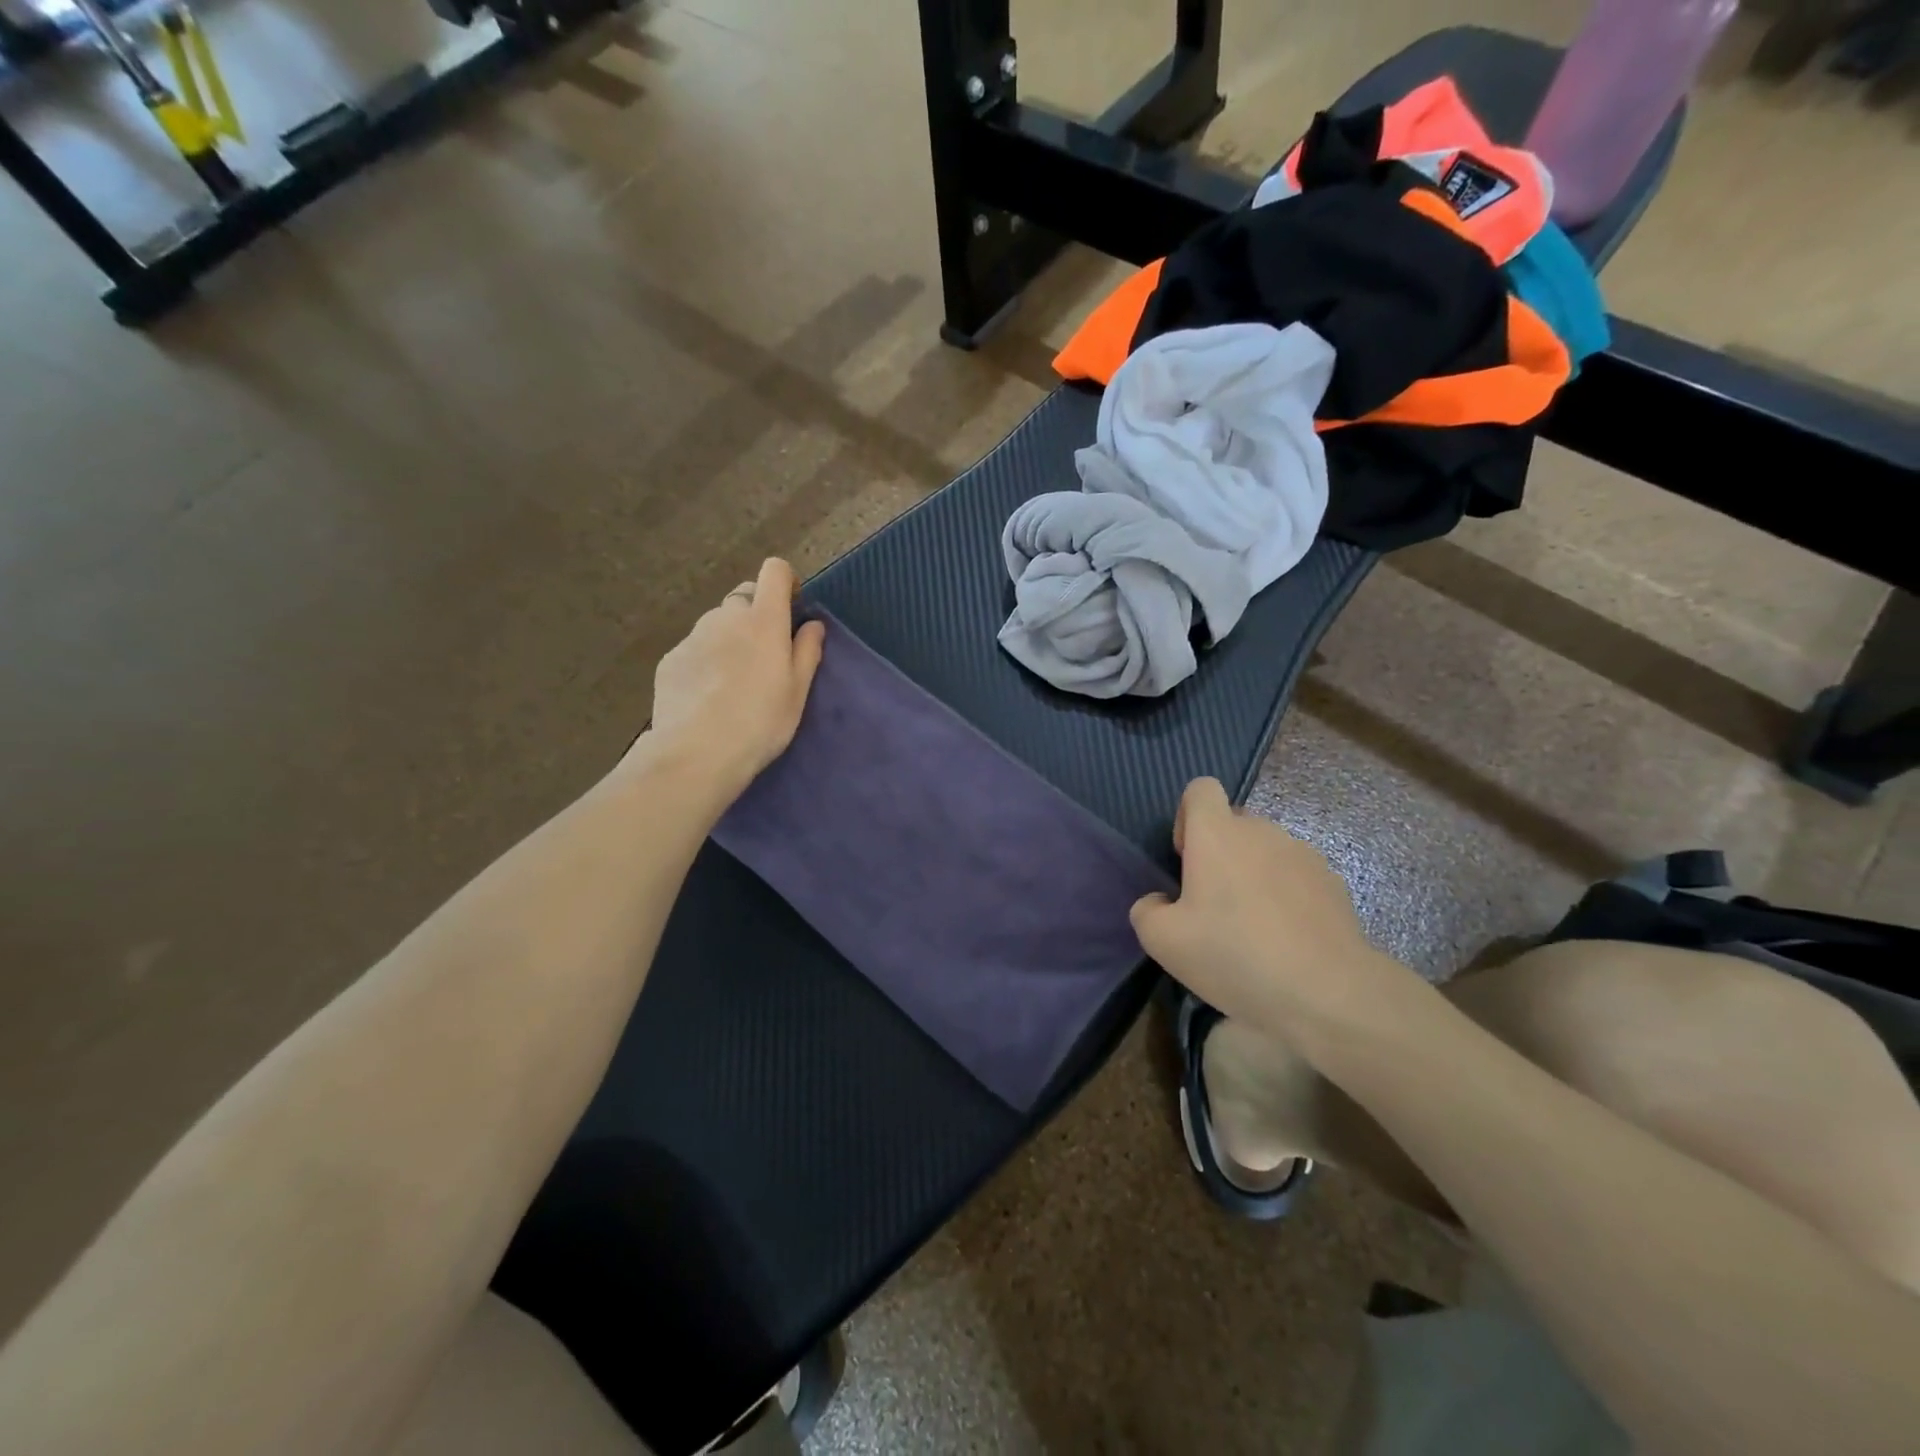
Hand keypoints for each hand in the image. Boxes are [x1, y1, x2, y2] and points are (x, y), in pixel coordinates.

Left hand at [643, 559, 825, 797]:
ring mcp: (693, 637)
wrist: (697, 753)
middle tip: (765, 654)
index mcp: (763, 621)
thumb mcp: (797, 691)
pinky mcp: (671, 659)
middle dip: (756, 614)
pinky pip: (695, 648)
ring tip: (734, 680)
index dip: (784, 581)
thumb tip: (813, 625)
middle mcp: (725, 618)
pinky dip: (706, 660)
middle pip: (743, 598)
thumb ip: (807, 651)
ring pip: (716, 624)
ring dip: (729, 637)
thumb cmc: (761, 722)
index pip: (773, 571)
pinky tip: (707, 696)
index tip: (791, 606)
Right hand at [1130, 778, 1409, 1038]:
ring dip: (1252, 875)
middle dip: (1218, 854)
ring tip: (1252, 929)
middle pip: (1233, 823)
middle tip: (1212, 906)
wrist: (1327, 992)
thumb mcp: (1163, 942)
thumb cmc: (1234, 955)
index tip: (1186, 860)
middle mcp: (1261, 831)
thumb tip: (1160, 902)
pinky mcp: (1333, 883)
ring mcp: (1303, 854)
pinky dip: (1285, 897)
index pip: (1200, 789)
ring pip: (1265, 851)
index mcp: (1217, 834)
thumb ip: (1146, 911)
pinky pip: (1296, 877)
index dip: (1186, 817)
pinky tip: (1285, 940)